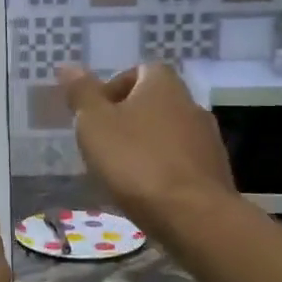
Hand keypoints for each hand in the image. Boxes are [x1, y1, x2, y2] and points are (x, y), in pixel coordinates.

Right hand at [57, 64, 236, 235]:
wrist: (192, 215)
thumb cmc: (135, 161)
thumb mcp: (94, 123)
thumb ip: (81, 93)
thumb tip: (67, 66)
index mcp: (162, 85)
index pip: (139, 70)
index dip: (114, 88)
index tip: (95, 114)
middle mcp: (190, 104)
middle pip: (154, 102)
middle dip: (128, 119)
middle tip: (102, 143)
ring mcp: (208, 139)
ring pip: (168, 133)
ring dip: (146, 145)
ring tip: (121, 171)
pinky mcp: (214, 172)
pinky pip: (181, 161)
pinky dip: (163, 169)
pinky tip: (146, 191)